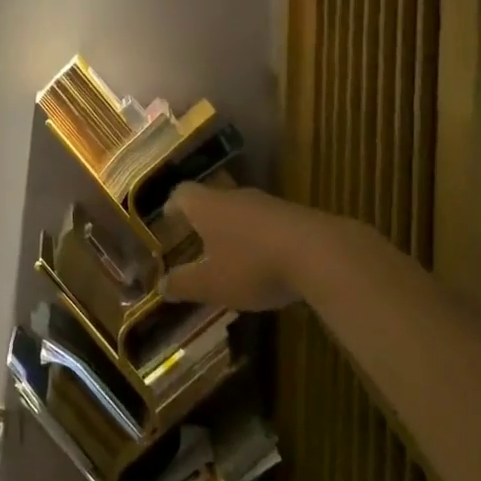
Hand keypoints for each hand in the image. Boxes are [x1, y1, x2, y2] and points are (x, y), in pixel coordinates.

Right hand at [158, 183, 311, 311]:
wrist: (319, 253)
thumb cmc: (252, 265)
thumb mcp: (212, 284)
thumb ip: (184, 284)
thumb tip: (160, 286)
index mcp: (207, 206)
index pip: (182, 194)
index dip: (173, 206)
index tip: (169, 220)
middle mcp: (234, 197)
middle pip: (212, 199)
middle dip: (204, 219)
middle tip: (198, 240)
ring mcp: (267, 203)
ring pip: (242, 211)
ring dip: (234, 229)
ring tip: (231, 255)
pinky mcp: (295, 215)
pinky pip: (267, 223)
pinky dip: (260, 238)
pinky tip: (267, 263)